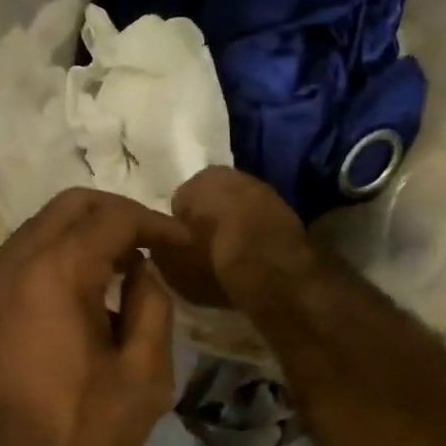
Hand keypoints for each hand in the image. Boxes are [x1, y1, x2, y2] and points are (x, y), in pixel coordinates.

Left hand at [0, 189, 185, 445]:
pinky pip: (19, 261)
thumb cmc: (78, 432)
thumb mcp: (143, 377)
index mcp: (58, 272)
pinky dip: (54, 258)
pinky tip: (77, 296)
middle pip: (69, 206)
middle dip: (115, 214)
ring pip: (38, 230)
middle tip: (149, 244)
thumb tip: (144, 271)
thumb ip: (153, 308)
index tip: (182, 242)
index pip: (112, 217)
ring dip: (81, 235)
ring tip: (117, 268)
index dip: (154, 222)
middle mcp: (15, 265)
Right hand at [163, 167, 316, 311]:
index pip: (180, 202)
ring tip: (230, 257)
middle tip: (206, 252)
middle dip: (209, 220)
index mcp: (199, 179)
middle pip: (212, 200)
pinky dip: (256, 235)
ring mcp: (264, 190)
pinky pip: (261, 222)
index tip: (183, 248)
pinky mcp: (288, 210)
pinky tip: (253, 258)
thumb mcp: (169, 260)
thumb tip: (158, 240)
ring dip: (234, 226)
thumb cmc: (211, 262)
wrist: (270, 272)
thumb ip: (158, 244)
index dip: (180, 227)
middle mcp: (233, 174)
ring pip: (238, 208)